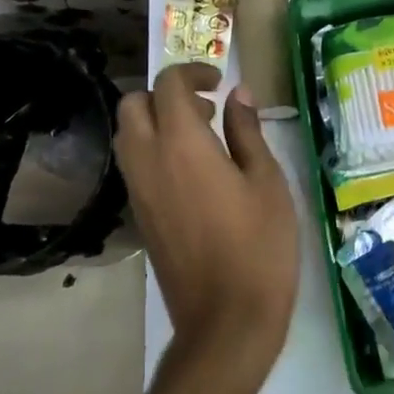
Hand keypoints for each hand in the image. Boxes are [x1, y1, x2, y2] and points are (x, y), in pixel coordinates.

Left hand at [116, 64, 298, 370]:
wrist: (226, 320)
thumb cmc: (259, 246)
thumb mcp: (267, 182)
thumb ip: (248, 132)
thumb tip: (238, 95)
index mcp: (182, 145)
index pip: (167, 86)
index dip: (191, 72)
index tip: (219, 84)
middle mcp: (148, 161)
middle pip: (132, 105)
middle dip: (164, 94)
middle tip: (205, 109)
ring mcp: (138, 192)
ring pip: (127, 136)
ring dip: (155, 122)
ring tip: (202, 139)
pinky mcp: (139, 218)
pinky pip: (134, 166)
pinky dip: (153, 151)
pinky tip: (194, 173)